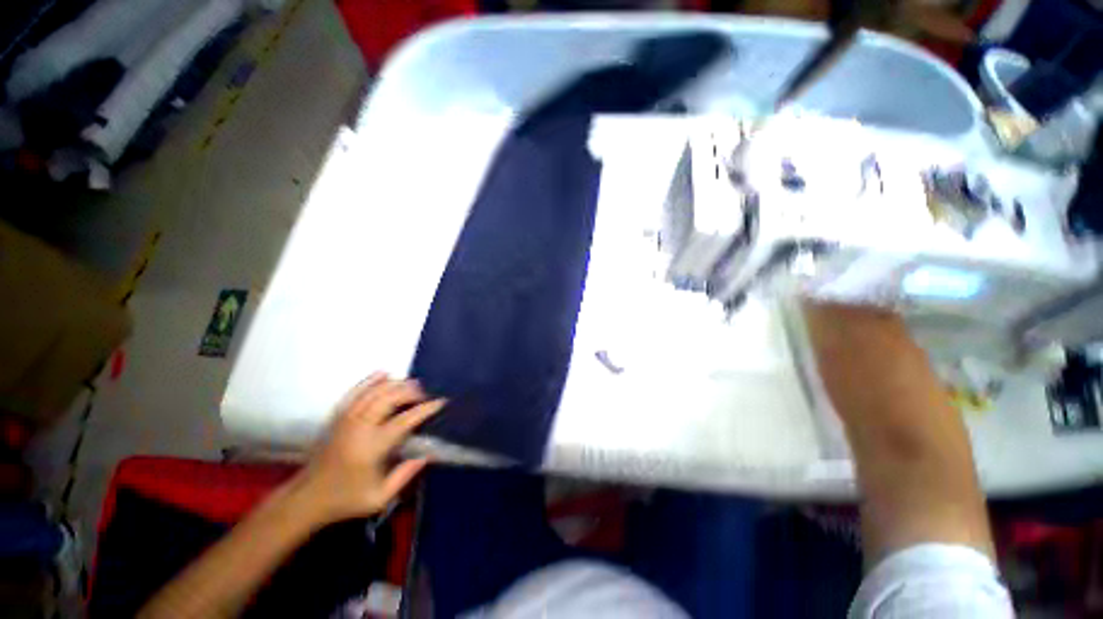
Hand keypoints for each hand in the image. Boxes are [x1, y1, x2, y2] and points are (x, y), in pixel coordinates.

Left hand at [290, 373, 443, 525]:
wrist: (307, 498)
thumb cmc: (346, 499)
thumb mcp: (379, 498)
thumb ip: (405, 475)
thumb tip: (427, 455)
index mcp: (372, 447)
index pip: (405, 420)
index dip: (425, 409)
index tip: (440, 402)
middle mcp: (360, 427)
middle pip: (389, 398)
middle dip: (411, 392)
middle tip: (424, 395)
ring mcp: (346, 420)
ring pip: (374, 391)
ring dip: (395, 384)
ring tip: (411, 384)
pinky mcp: (337, 417)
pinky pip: (355, 392)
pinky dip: (370, 380)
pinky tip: (383, 373)